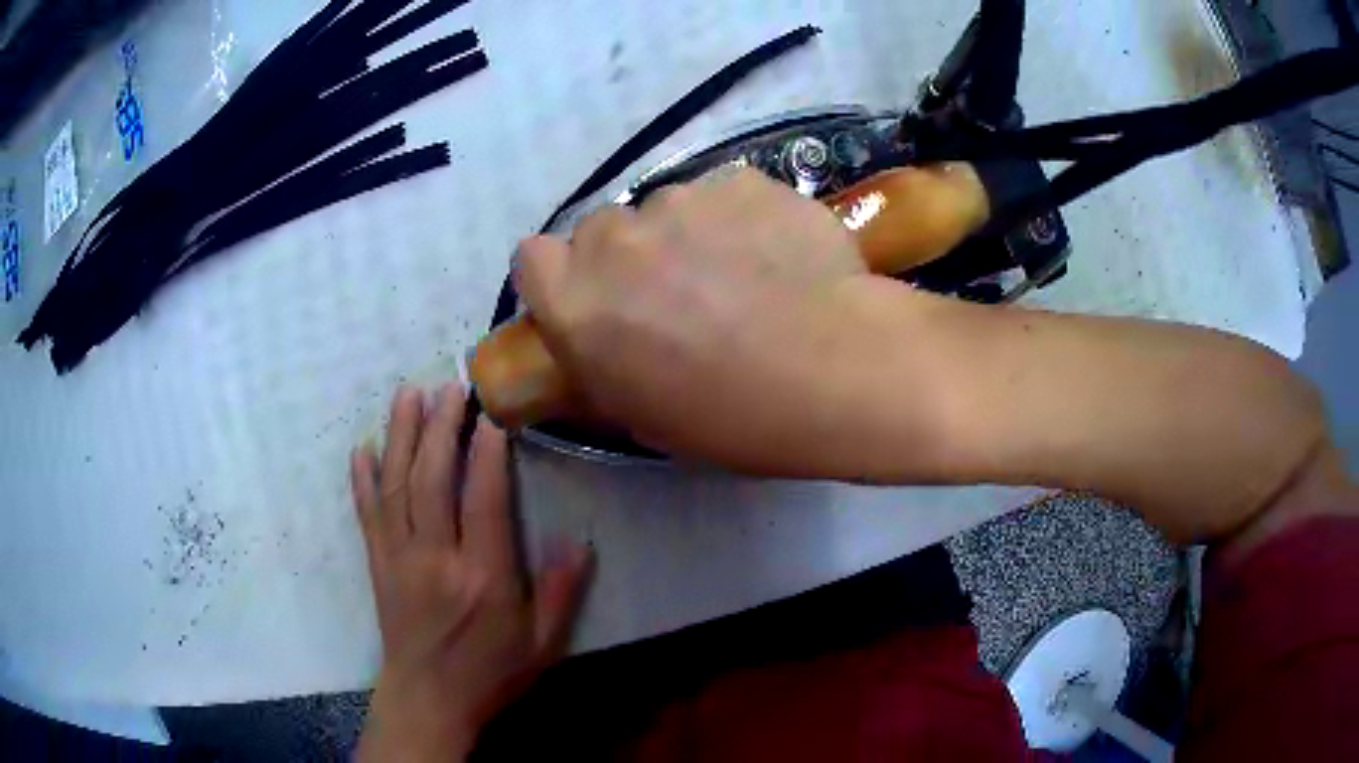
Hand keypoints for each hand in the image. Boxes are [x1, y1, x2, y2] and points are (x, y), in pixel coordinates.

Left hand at [353, 384, 591, 762]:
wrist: (429, 699)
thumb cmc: (491, 673)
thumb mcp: (543, 643)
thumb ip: (561, 592)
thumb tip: (580, 541)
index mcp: (483, 576)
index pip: (483, 499)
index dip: (486, 451)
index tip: (492, 413)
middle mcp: (436, 557)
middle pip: (431, 479)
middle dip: (439, 426)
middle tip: (448, 384)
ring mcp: (399, 557)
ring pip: (396, 486)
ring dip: (400, 435)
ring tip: (408, 394)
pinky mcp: (378, 564)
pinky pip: (367, 513)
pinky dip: (362, 478)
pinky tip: (361, 447)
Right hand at [516, 168, 894, 475]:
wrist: (834, 370)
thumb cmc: (733, 416)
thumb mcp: (644, 416)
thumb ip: (603, 364)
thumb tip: (603, 340)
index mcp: (577, 303)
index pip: (531, 259)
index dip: (561, 276)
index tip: (594, 298)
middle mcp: (615, 239)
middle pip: (601, 230)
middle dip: (628, 256)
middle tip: (678, 293)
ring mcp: (681, 200)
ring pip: (668, 208)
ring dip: (689, 234)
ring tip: (743, 274)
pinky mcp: (741, 180)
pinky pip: (726, 195)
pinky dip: (742, 219)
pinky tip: (780, 255)